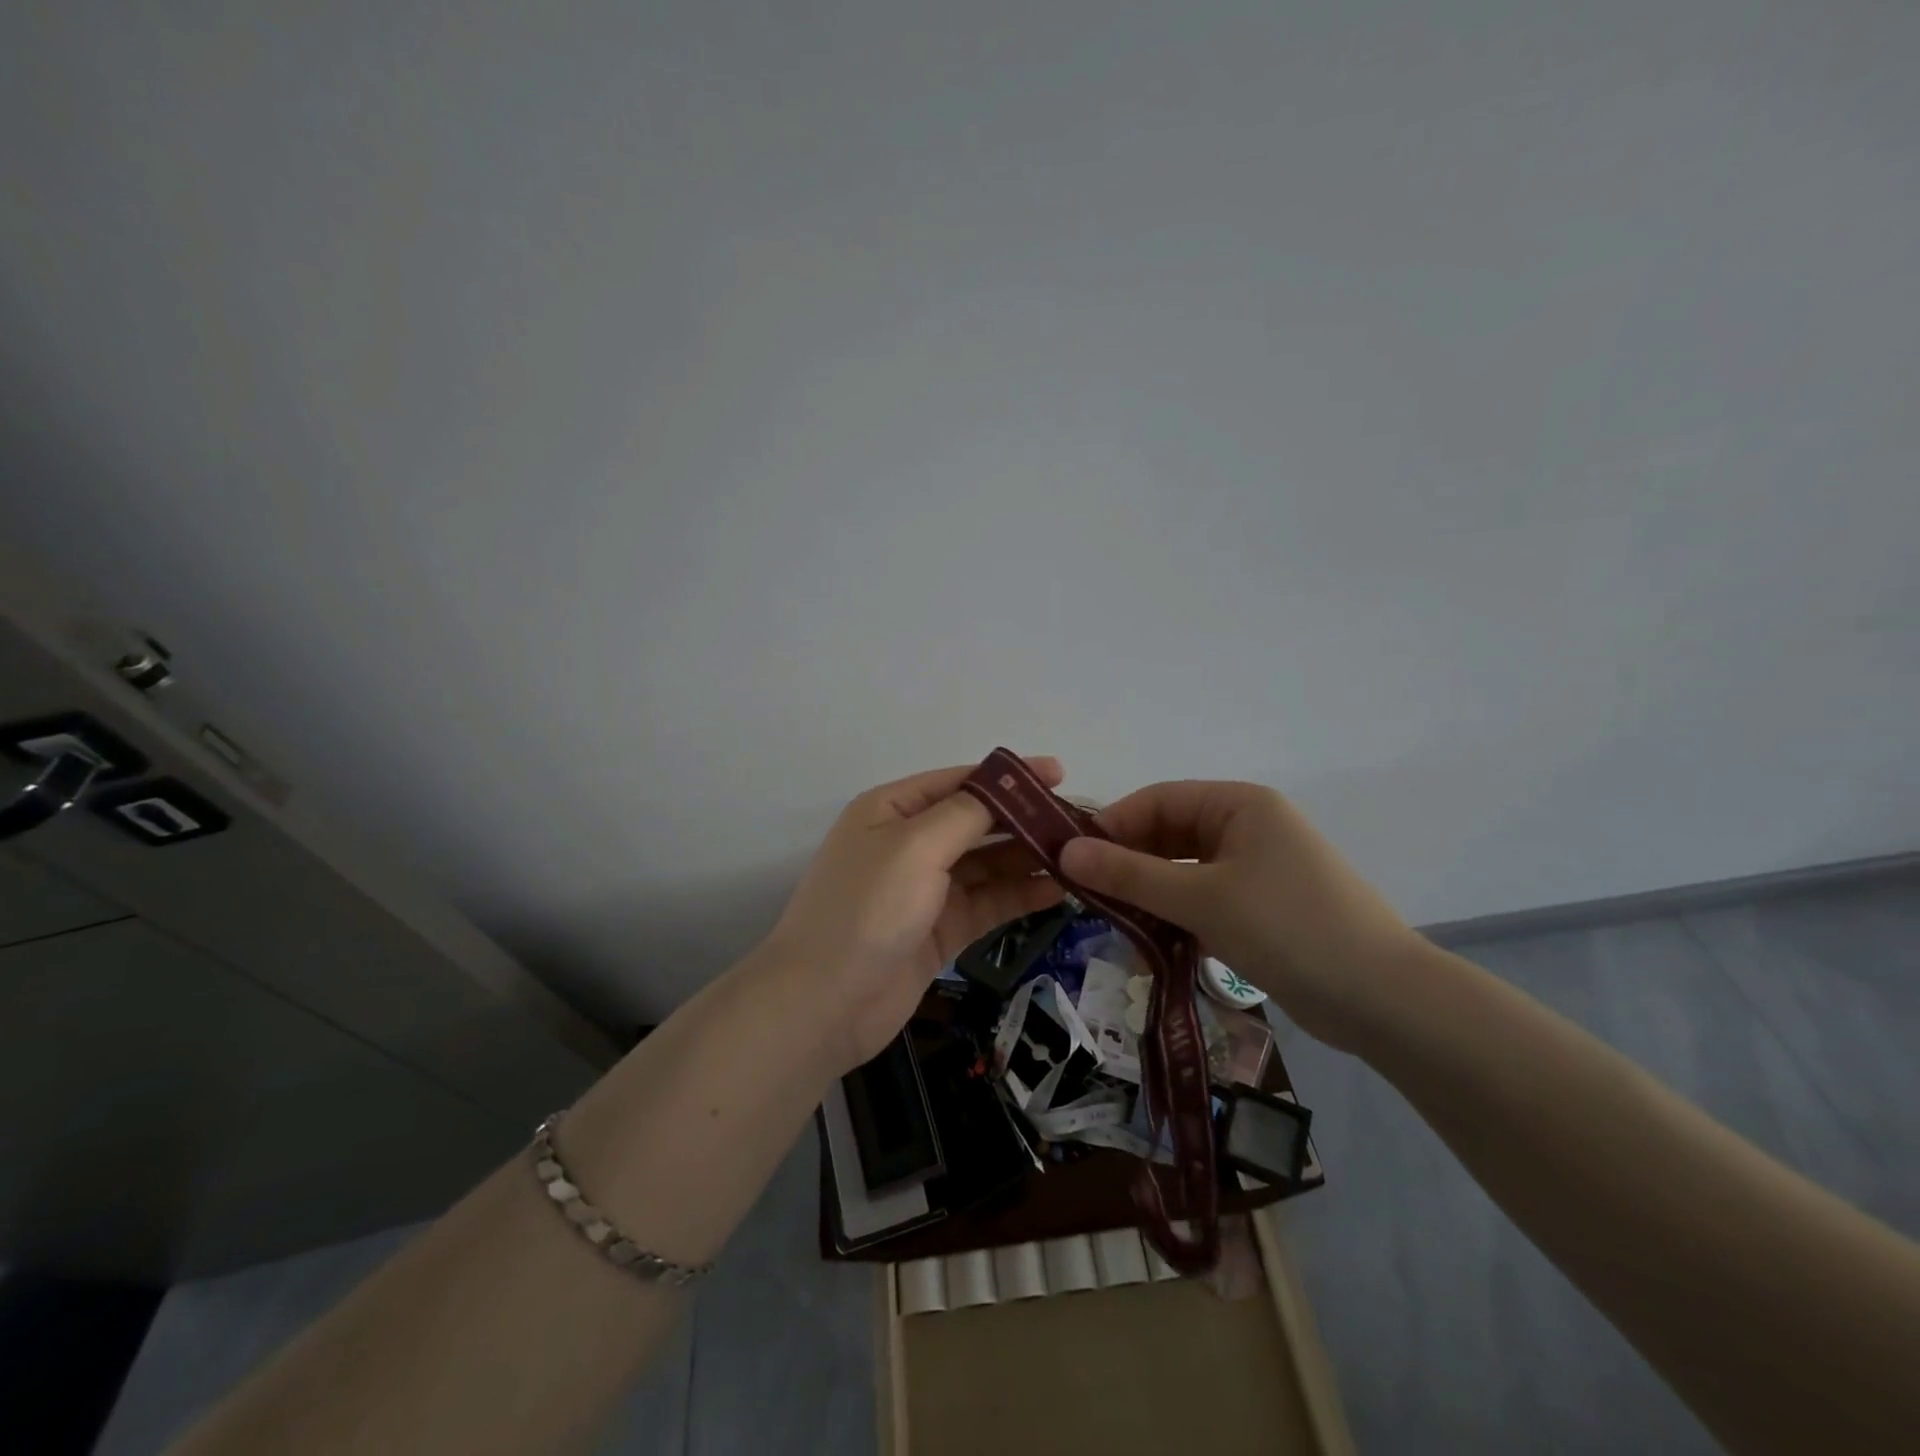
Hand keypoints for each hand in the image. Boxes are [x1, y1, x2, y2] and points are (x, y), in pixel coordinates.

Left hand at [764, 758, 1067, 1071]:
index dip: (1009, 776)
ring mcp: (926, 888)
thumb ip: (966, 813)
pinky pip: (988, 902)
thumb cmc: (867, 908)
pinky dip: (1020, 895)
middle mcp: (910, 843)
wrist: (824, 1003)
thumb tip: (1005, 787)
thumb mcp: (915, 845)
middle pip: (978, 822)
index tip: (1060, 773)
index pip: (960, 781)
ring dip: (1028, 859)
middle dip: (1025, 819)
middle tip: (1080, 822)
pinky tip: (1059, 891)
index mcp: (893, 809)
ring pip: (987, 864)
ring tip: (1080, 856)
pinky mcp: (940, 929)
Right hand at [1059, 781, 1417, 1049]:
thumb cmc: (1289, 929)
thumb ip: (1131, 874)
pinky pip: (1203, 900)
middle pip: (1168, 835)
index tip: (1071, 861)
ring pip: (1182, 871)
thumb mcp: (1202, 898)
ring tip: (1116, 926)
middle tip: (1088, 900)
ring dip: (1149, 896)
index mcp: (1239, 805)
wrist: (1384, 1001)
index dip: (1111, 826)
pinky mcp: (1262, 908)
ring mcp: (1257, 869)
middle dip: (1128, 865)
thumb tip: (1064, 852)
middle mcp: (1247, 827)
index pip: (1156, 800)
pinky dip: (1176, 917)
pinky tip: (1154, 944)